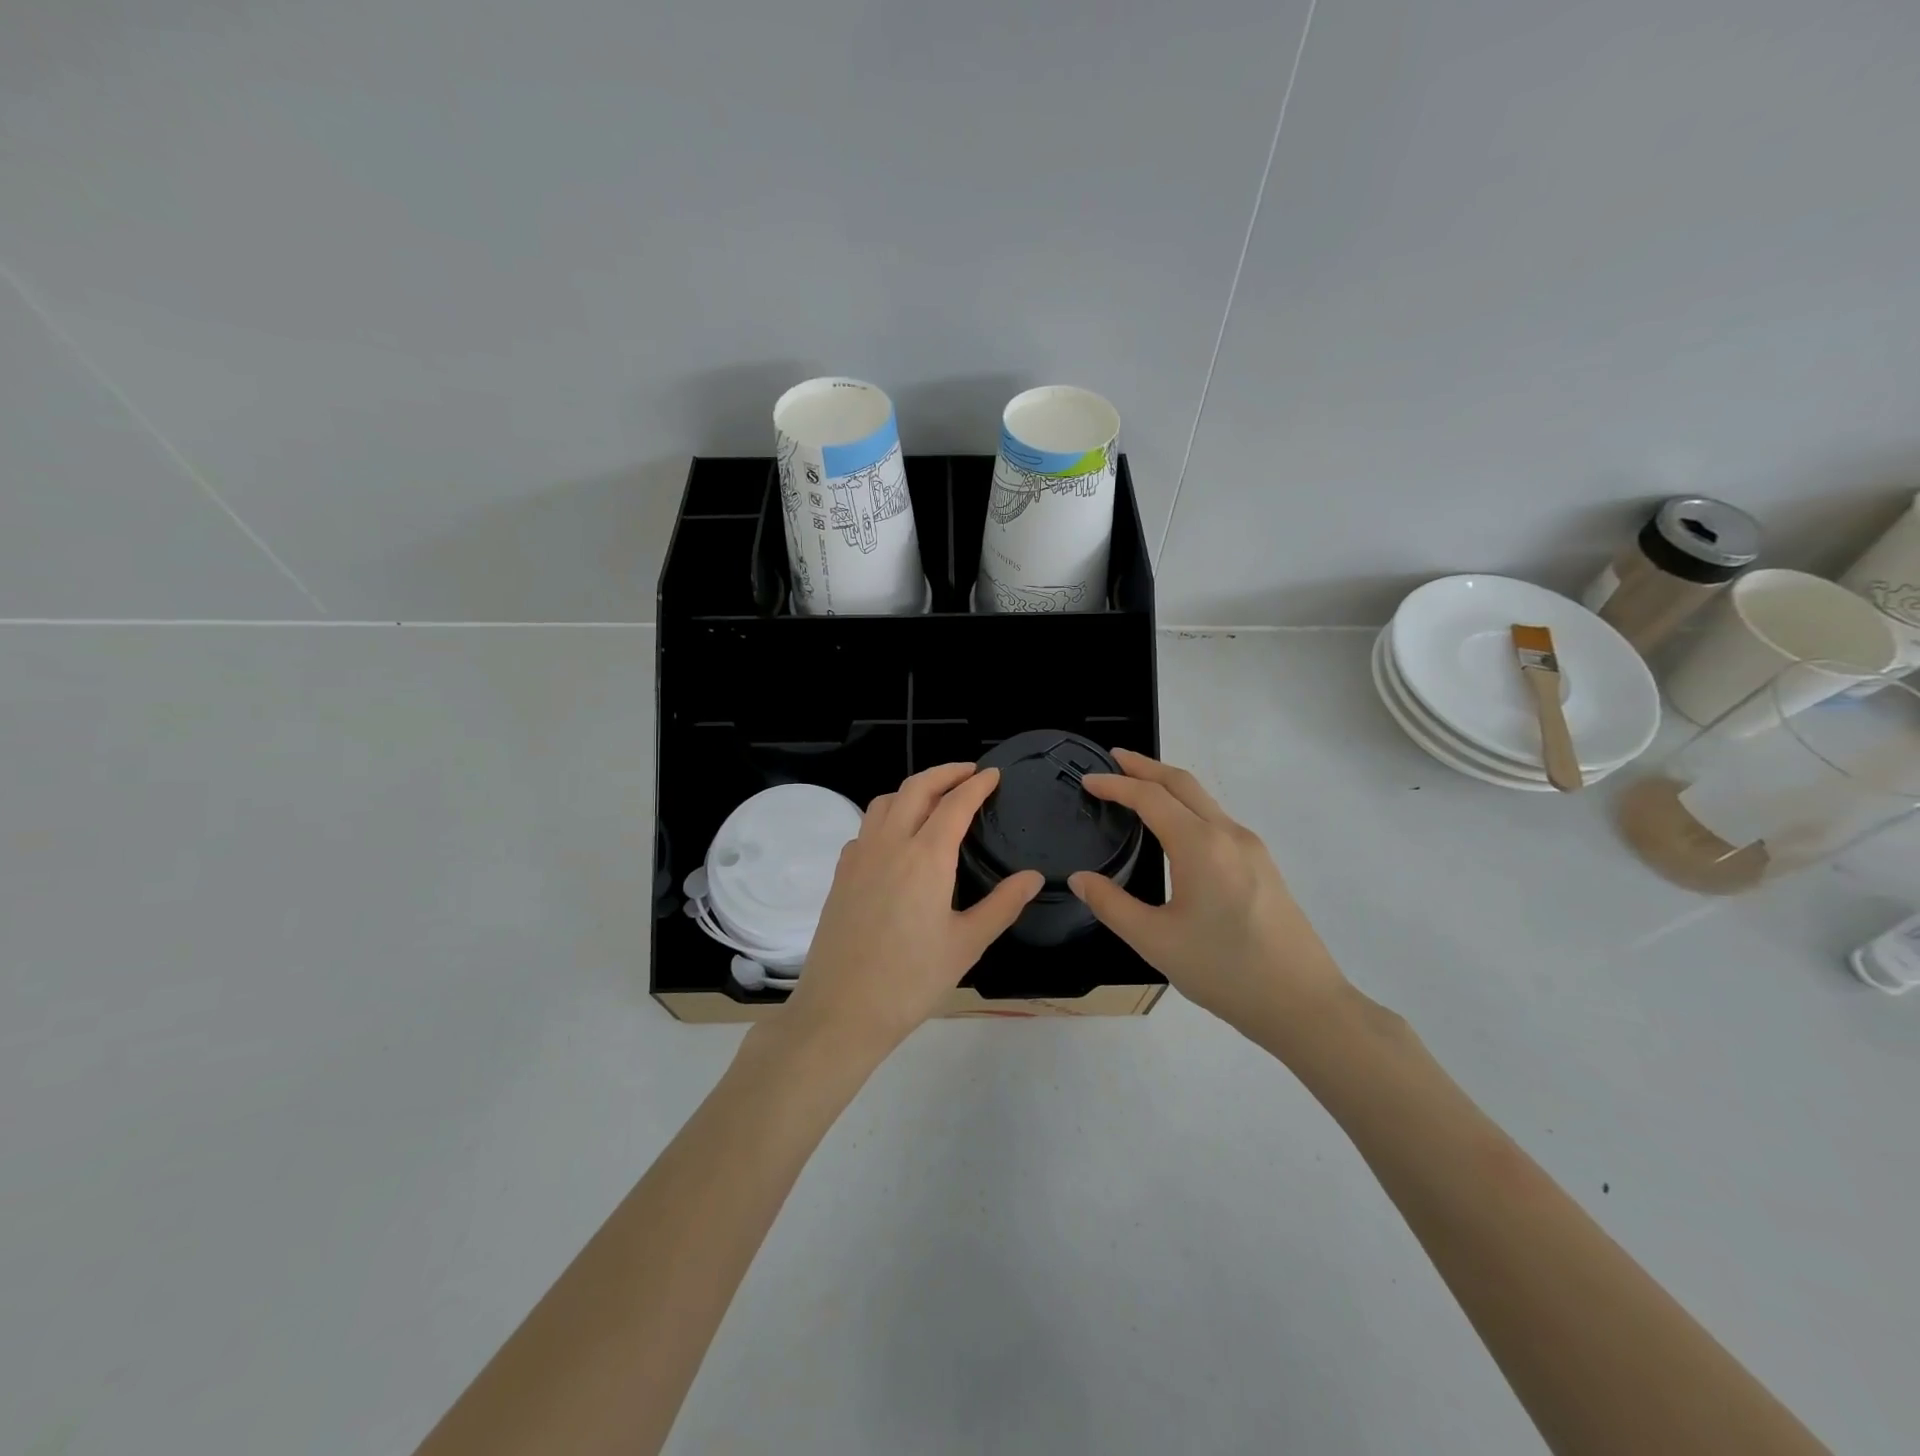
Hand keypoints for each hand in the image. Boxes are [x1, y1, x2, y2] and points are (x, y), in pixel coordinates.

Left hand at [781, 763, 1043, 1058]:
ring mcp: (859, 856)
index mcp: (926, 857)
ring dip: (913, 789)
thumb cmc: (911, 980)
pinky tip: (897, 838)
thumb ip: (1003, 904)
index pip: (955, 803)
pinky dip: (887, 815)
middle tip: (969, 772)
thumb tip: (1034, 877)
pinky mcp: (841, 874)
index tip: (994, 774)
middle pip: (916, 788)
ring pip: (885, 802)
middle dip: (945, 772)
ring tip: (935, 797)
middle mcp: (890, 844)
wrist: (841, 1010)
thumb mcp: (967, 944)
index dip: (977, 784)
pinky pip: (866, 827)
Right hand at [1068, 749, 1350, 1048]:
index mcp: (1200, 845)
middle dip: (1146, 766)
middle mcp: (1228, 834)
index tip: (1088, 779)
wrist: (1303, 1004)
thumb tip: (1080, 879)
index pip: (1150, 797)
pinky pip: (1218, 820)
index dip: (1115, 784)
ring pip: (1204, 800)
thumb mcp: (1155, 942)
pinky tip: (1177, 830)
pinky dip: (1188, 807)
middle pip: (1182, 783)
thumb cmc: (1224, 971)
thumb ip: (1111, 905)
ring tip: (1139, 789)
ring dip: (1169, 785)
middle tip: (1114, 759)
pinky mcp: (1264, 866)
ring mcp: (1252, 848)